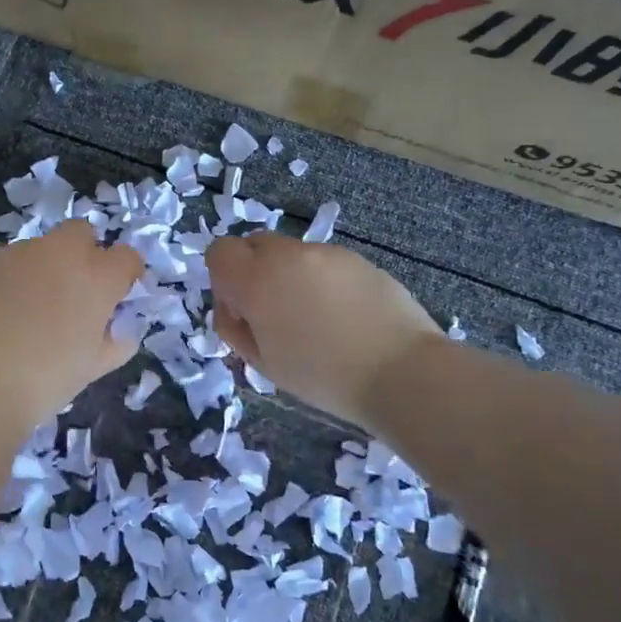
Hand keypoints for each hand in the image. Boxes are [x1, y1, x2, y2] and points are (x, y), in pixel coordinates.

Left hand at [0, 221, 142, 425]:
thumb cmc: (43, 379)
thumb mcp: (91, 369)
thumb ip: (115, 343)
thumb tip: (120, 330)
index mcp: (96, 277)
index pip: (126, 257)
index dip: (126, 275)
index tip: (118, 297)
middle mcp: (61, 253)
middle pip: (82, 233)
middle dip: (85, 252)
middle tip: (76, 293)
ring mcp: (19, 254)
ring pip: (42, 247)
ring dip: (47, 267)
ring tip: (33, 309)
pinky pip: (11, 263)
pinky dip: (15, 279)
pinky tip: (3, 312)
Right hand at [206, 231, 439, 428]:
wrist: (402, 373)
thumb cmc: (323, 376)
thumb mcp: (263, 363)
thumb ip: (234, 328)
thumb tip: (234, 307)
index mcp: (257, 280)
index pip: (219, 252)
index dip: (223, 279)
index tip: (242, 311)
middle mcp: (288, 255)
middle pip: (253, 245)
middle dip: (254, 272)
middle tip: (273, 314)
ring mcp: (326, 253)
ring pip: (291, 254)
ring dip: (289, 276)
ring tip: (315, 320)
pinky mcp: (358, 259)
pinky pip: (324, 263)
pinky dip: (321, 281)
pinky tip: (343, 317)